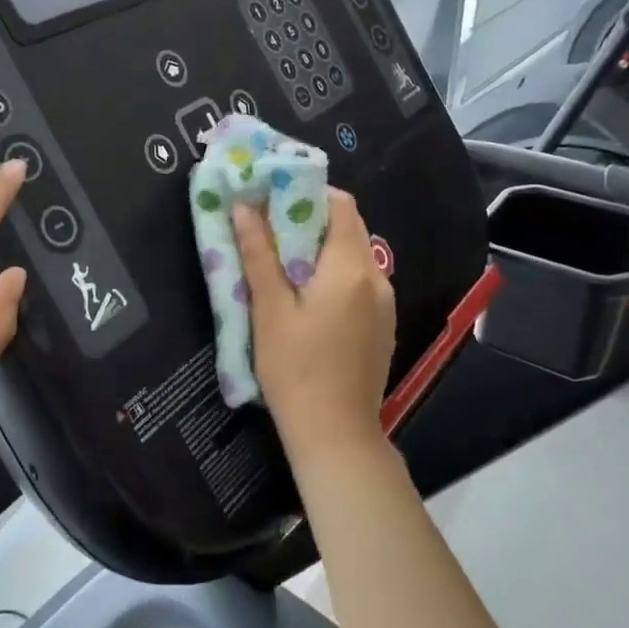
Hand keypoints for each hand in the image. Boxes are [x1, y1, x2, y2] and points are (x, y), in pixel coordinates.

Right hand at [233, 189, 394, 464]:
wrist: (336, 434)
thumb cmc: (295, 369)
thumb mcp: (269, 309)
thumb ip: (258, 254)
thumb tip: (243, 207)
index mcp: (350, 267)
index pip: (341, 205)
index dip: (308, 193)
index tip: (273, 197)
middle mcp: (377, 278)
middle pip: (349, 228)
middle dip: (311, 219)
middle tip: (269, 227)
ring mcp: (385, 303)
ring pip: (354, 256)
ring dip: (321, 248)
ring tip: (282, 261)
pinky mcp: (382, 325)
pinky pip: (359, 282)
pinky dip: (334, 273)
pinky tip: (307, 296)